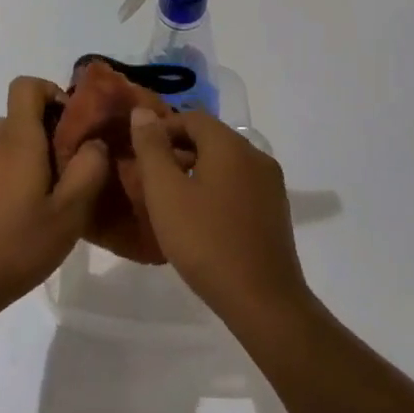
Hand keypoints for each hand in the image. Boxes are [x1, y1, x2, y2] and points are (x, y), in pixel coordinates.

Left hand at [0, 76, 110, 321]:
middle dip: (50, 132)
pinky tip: (22, 213)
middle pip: (22, 115)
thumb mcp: (69, 214)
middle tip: (71, 170)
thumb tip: (95, 142)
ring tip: (50, 196)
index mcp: (17, 139)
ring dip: (32, 155)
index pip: (26, 85)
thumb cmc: (17, 246)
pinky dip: (13, 172)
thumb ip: (89, 170)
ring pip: (9, 140)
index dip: (51, 92)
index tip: (72, 124)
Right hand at [129, 107, 311, 331]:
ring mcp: (270, 185)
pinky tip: (199, 218)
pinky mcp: (275, 211)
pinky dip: (215, 189)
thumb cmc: (206, 241)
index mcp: (231, 145)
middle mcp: (256, 156)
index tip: (138, 151)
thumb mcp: (165, 192)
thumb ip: (151, 148)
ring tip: (169, 199)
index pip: (192, 117)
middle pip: (211, 138)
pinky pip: (239, 185)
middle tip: (149, 177)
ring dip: (196, 170)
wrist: (263, 301)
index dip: (162, 128)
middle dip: (177, 150)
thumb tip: (143, 111)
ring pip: (226, 163)